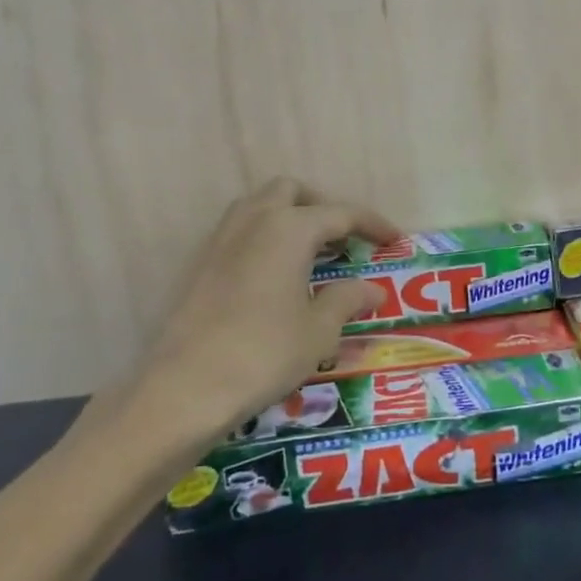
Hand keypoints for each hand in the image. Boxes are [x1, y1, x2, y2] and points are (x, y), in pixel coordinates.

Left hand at [120, 179, 399, 462]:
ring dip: (289, 217)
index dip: (372, 224)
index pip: (340, 213)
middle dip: (323, 207)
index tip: (394, 239)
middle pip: (292, 192)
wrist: (185, 388)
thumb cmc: (265, 353)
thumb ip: (348, 300)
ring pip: (259, 206)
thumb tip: (373, 290)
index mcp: (289, 229)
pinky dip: (265, 237)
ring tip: (312, 251)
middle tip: (346, 238)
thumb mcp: (319, 330)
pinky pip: (240, 232)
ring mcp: (220, 240)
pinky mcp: (200, 265)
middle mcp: (253, 221)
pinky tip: (276, 274)